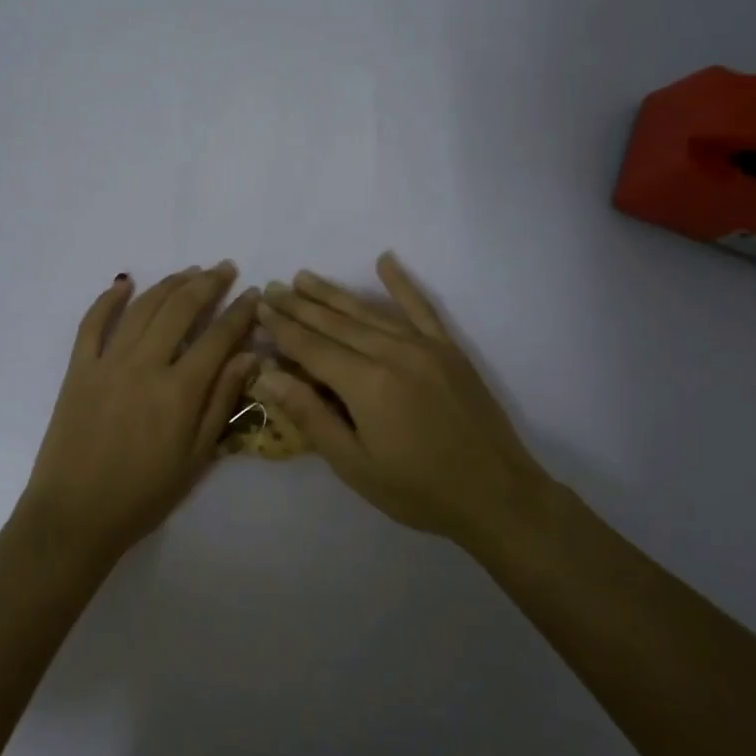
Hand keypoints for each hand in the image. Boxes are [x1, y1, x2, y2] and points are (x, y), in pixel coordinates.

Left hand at [14, 263, 258, 566]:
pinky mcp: (78, 368)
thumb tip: (248, 357)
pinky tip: (125, 282)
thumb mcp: (197, 457)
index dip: (240, 312)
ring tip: (190, 272)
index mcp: (179, 390)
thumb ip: (222, 402)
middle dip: (207, 284)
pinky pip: (92, 323)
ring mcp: (107, 362)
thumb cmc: (144, 494)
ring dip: (169, 283)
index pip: (218, 337)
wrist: (74, 515)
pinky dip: (109, 298)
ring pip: (142, 307)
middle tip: (225, 268)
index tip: (255, 294)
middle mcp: (145, 365)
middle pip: (180, 309)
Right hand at [254, 252, 553, 548]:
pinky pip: (420, 307)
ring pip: (368, 311)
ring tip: (304, 277)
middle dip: (300, 305)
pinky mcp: (449, 349)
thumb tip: (268, 376)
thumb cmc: (418, 490)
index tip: (259, 307)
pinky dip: (401, 283)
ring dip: (333, 293)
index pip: (311, 347)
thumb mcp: (354, 464)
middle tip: (273, 288)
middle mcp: (392, 353)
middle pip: (335, 323)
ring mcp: (424, 346)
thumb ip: (310, 415)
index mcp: (366, 384)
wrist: (496, 495)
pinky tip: (385, 260)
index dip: (282, 328)